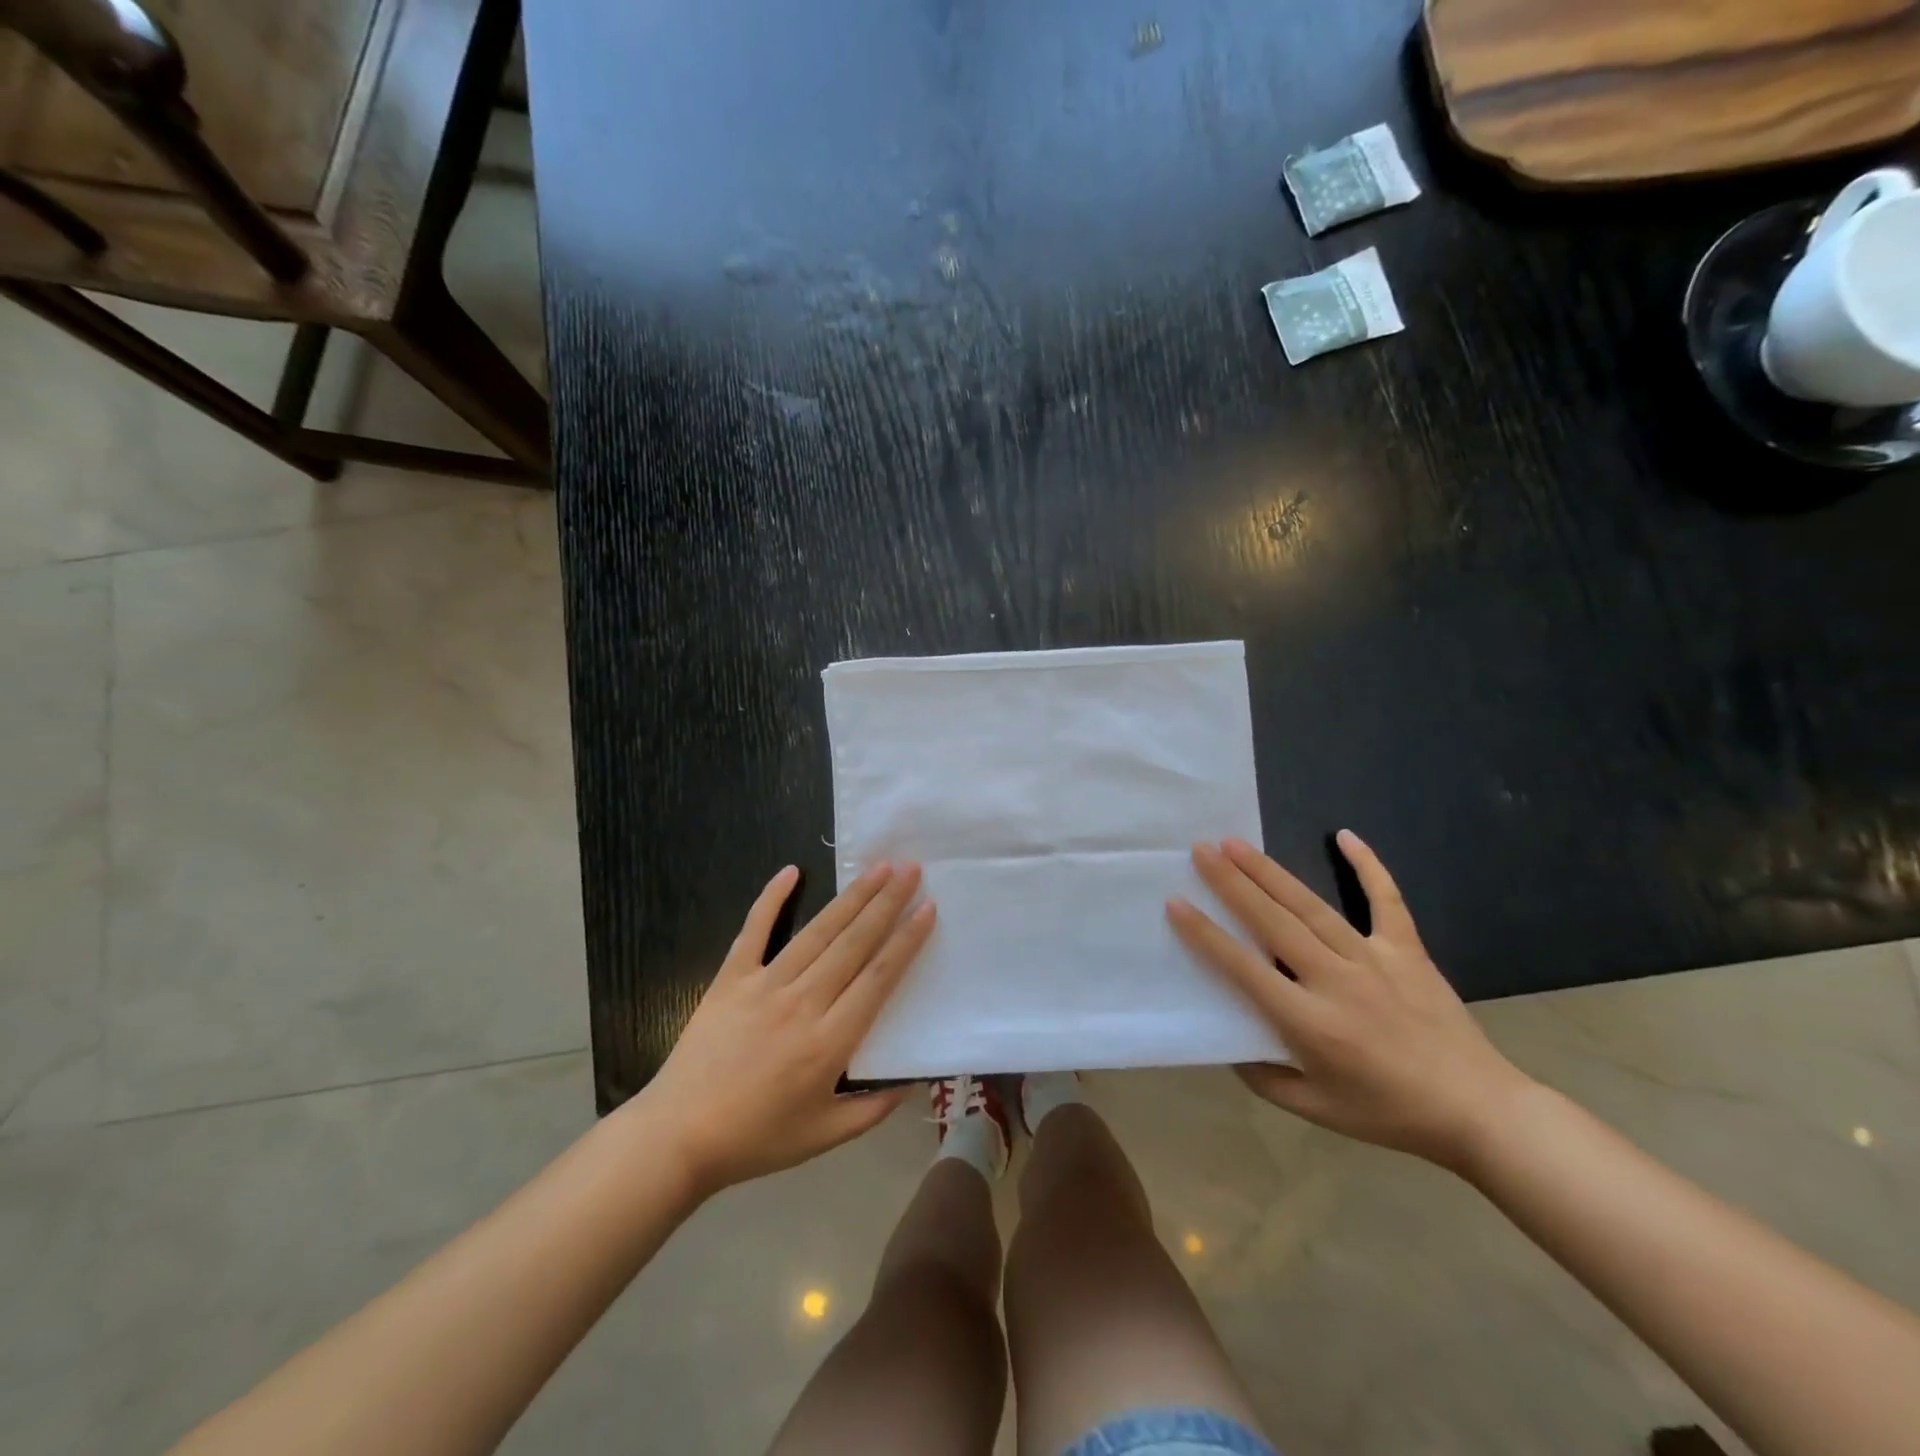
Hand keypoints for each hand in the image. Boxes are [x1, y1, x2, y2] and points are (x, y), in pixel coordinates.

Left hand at [636, 862, 933, 1195]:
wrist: (677, 1137)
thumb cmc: (755, 1139)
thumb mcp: (823, 1137)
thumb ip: (872, 1109)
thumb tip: (912, 1080)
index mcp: (829, 1042)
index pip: (878, 979)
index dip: (906, 941)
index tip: (927, 908)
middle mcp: (803, 1003)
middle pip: (853, 944)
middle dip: (886, 903)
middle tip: (911, 869)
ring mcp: (764, 985)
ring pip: (817, 932)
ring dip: (850, 897)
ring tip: (877, 867)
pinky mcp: (731, 979)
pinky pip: (754, 931)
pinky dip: (771, 899)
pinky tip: (791, 871)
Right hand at [1168, 832, 1531, 1167]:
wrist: (1480, 1111)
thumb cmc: (1390, 1113)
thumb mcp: (1317, 1110)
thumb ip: (1264, 1077)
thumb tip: (1228, 1043)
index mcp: (1310, 1023)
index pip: (1244, 969)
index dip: (1206, 935)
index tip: (1177, 903)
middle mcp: (1336, 981)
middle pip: (1273, 923)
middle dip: (1232, 884)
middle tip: (1200, 850)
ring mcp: (1374, 960)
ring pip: (1312, 907)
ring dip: (1270, 872)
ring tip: (1236, 844)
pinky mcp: (1408, 951)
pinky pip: (1386, 900)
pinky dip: (1369, 866)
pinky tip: (1345, 836)